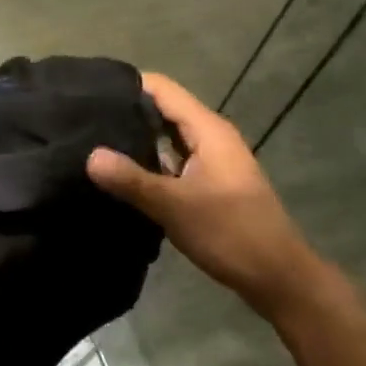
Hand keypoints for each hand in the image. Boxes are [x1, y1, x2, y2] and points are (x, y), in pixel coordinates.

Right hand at [88, 73, 324, 322]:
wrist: (281, 281)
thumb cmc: (231, 234)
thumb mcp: (174, 206)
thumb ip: (131, 179)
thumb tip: (89, 156)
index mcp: (207, 130)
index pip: (161, 88)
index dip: (127, 85)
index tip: (89, 92)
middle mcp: (210, 137)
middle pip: (162, 109)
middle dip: (125, 111)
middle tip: (84, 118)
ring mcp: (212, 161)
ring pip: (166, 136)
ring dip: (135, 138)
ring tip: (93, 142)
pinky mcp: (209, 183)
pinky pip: (172, 159)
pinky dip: (148, 161)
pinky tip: (121, 174)